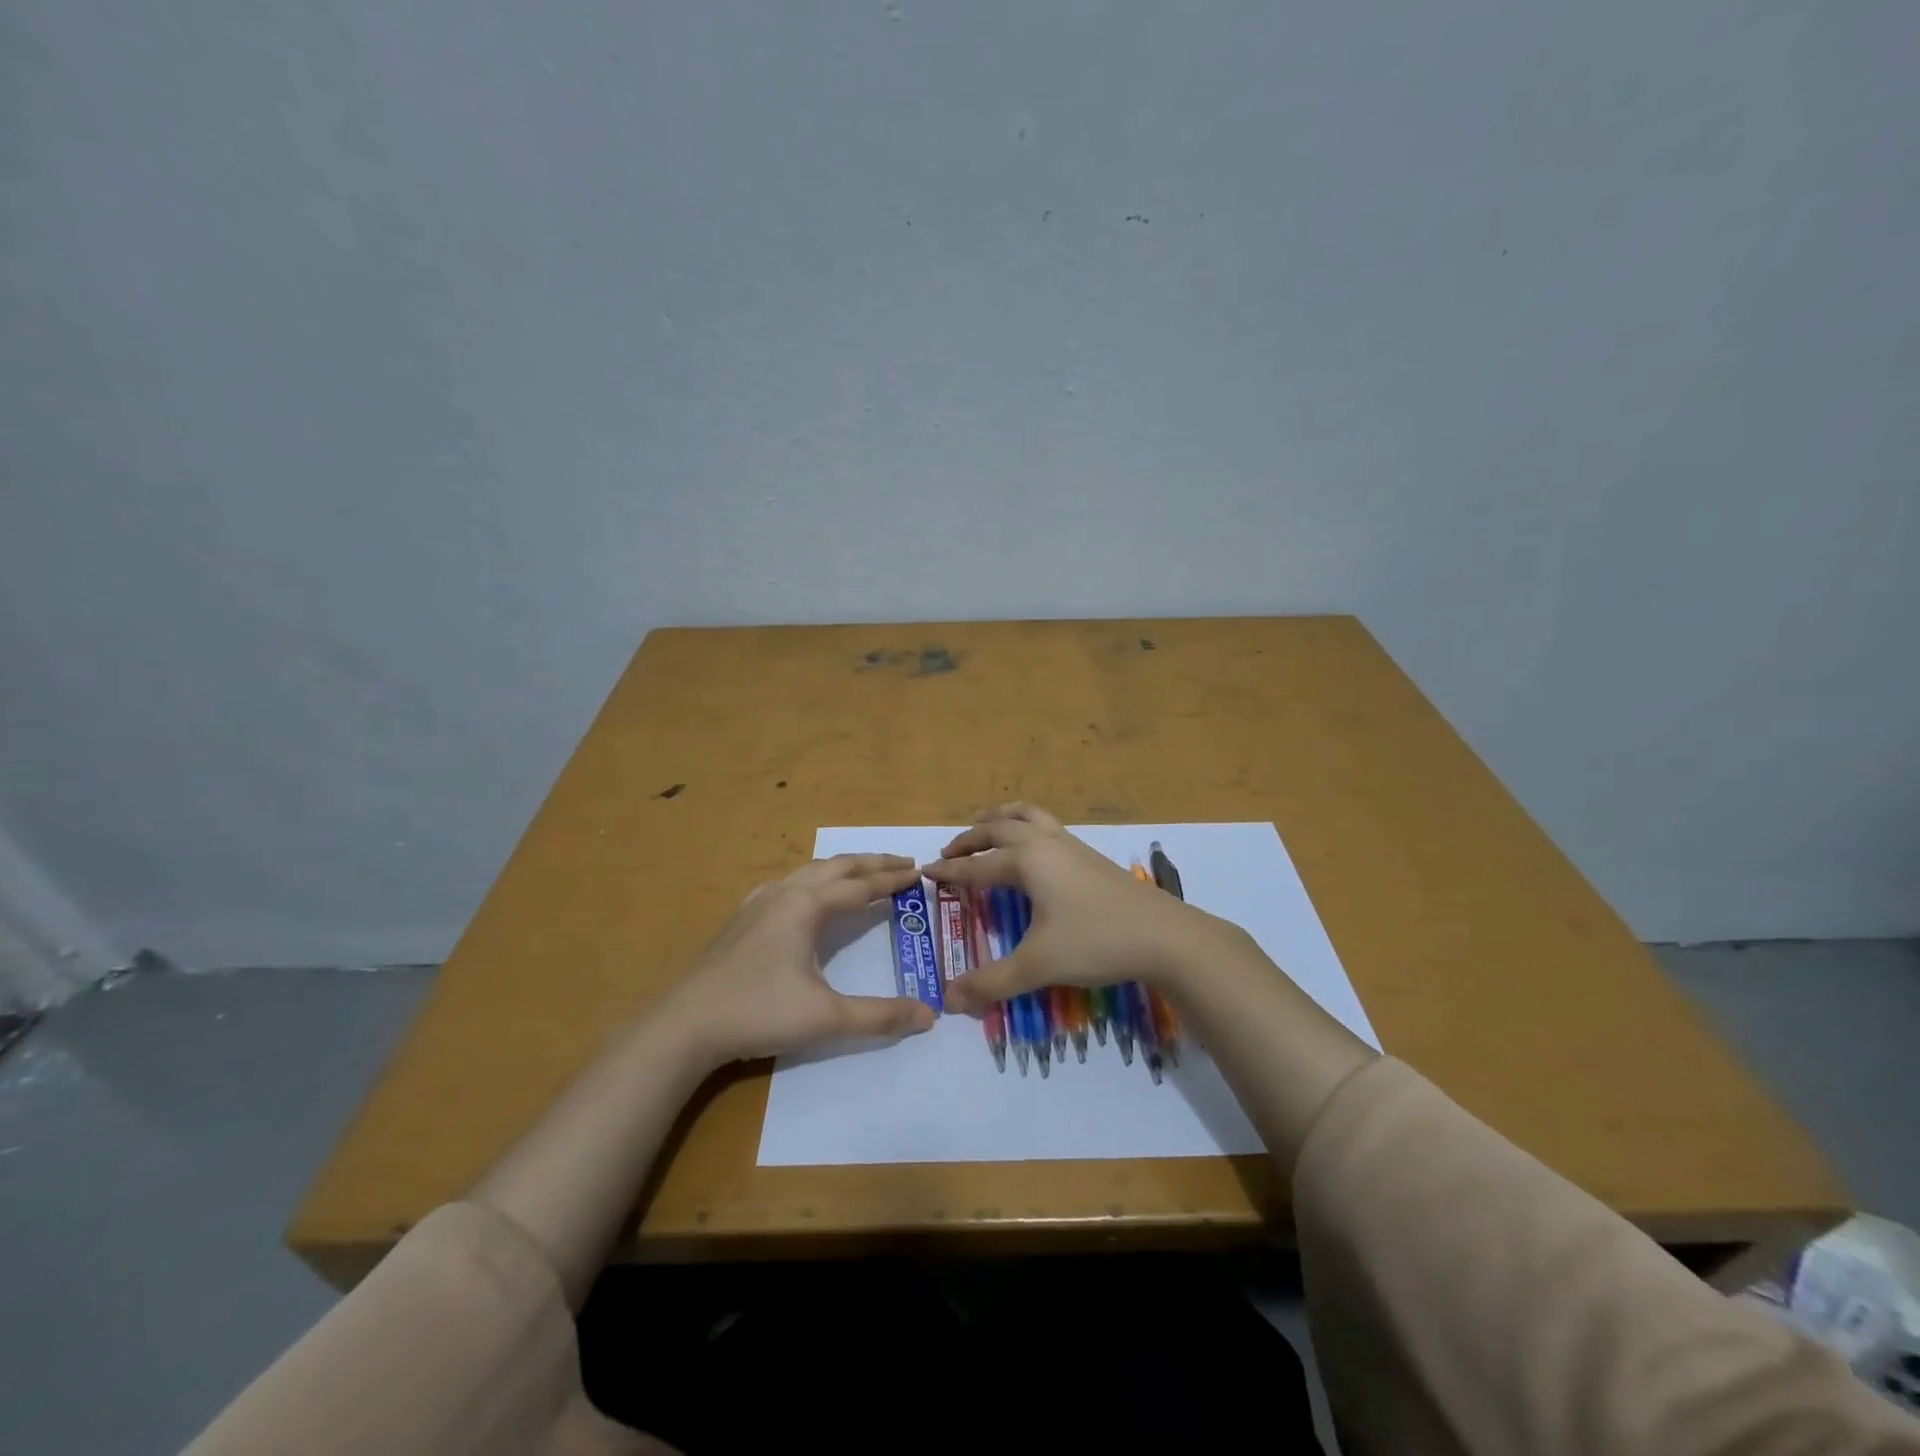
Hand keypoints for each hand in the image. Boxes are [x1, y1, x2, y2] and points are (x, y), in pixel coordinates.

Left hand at [657, 854, 936, 1064]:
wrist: (686, 1025)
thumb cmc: (759, 1013)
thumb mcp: (827, 1018)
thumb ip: (880, 1016)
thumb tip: (930, 1016)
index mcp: (807, 906)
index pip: (861, 885)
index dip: (892, 879)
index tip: (920, 871)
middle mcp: (784, 894)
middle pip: (837, 867)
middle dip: (872, 863)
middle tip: (903, 862)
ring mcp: (758, 903)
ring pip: (809, 872)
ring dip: (842, 869)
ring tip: (862, 873)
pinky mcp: (740, 919)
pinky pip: (785, 885)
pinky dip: (811, 881)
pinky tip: (804, 895)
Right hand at [923, 803, 1236, 1012]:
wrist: (1166, 936)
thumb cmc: (1096, 942)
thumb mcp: (1038, 965)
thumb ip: (991, 982)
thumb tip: (949, 1000)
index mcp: (1028, 860)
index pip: (977, 865)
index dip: (950, 871)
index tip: (925, 872)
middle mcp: (1046, 843)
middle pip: (1000, 827)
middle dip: (971, 838)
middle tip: (950, 852)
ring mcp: (1073, 846)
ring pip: (1029, 816)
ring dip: (1002, 819)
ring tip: (987, 825)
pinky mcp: (1092, 857)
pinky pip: (1048, 827)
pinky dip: (1028, 826)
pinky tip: (1034, 850)